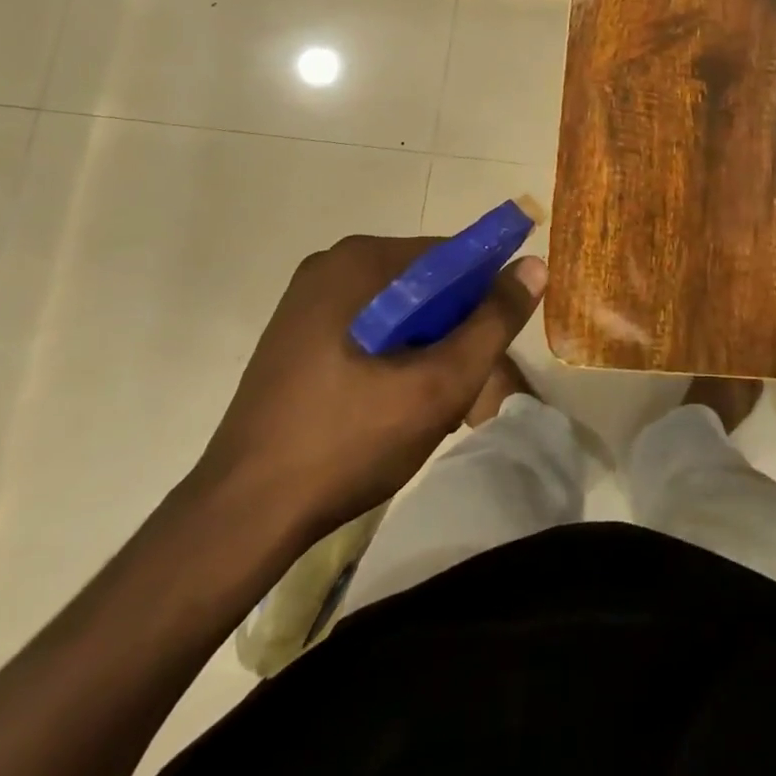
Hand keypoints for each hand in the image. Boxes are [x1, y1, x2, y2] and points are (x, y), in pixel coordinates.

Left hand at [193, 236, 544, 534]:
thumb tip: (534, 265)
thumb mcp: (438, 384)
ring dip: (422, 347)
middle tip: (452, 388)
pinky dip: (390, 356)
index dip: (480, 299)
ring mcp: (306, 300)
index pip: (450, 257)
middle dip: (449, 330)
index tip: (485, 351)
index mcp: (360, 261)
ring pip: (397, 310)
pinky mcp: (295, 335)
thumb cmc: (347, 441)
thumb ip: (493, 322)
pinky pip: (366, 328)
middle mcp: (331, 265)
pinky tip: (385, 406)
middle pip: (423, 283)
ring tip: (419, 405)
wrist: (241, 517)